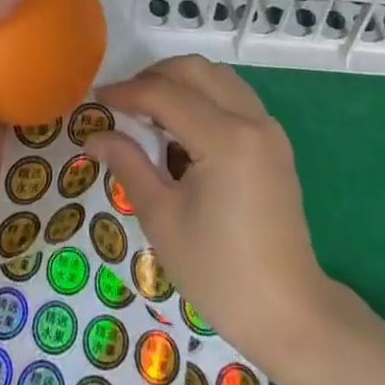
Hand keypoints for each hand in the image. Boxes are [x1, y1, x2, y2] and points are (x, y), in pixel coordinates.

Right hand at [88, 56, 331, 370]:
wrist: (289, 314)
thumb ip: (129, 165)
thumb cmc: (220, 274)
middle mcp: (251, 120)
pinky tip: (183, 126)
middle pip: (195, 69)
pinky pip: (234, 95)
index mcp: (225, 139)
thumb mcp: (163, 220)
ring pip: (217, 76)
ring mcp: (268, 128)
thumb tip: (95, 135)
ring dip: (181, 81)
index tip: (97, 98)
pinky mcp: (275, 142)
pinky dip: (204, 95)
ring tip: (150, 110)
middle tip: (124, 101)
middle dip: (154, 76)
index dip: (127, 92)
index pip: (165, 95)